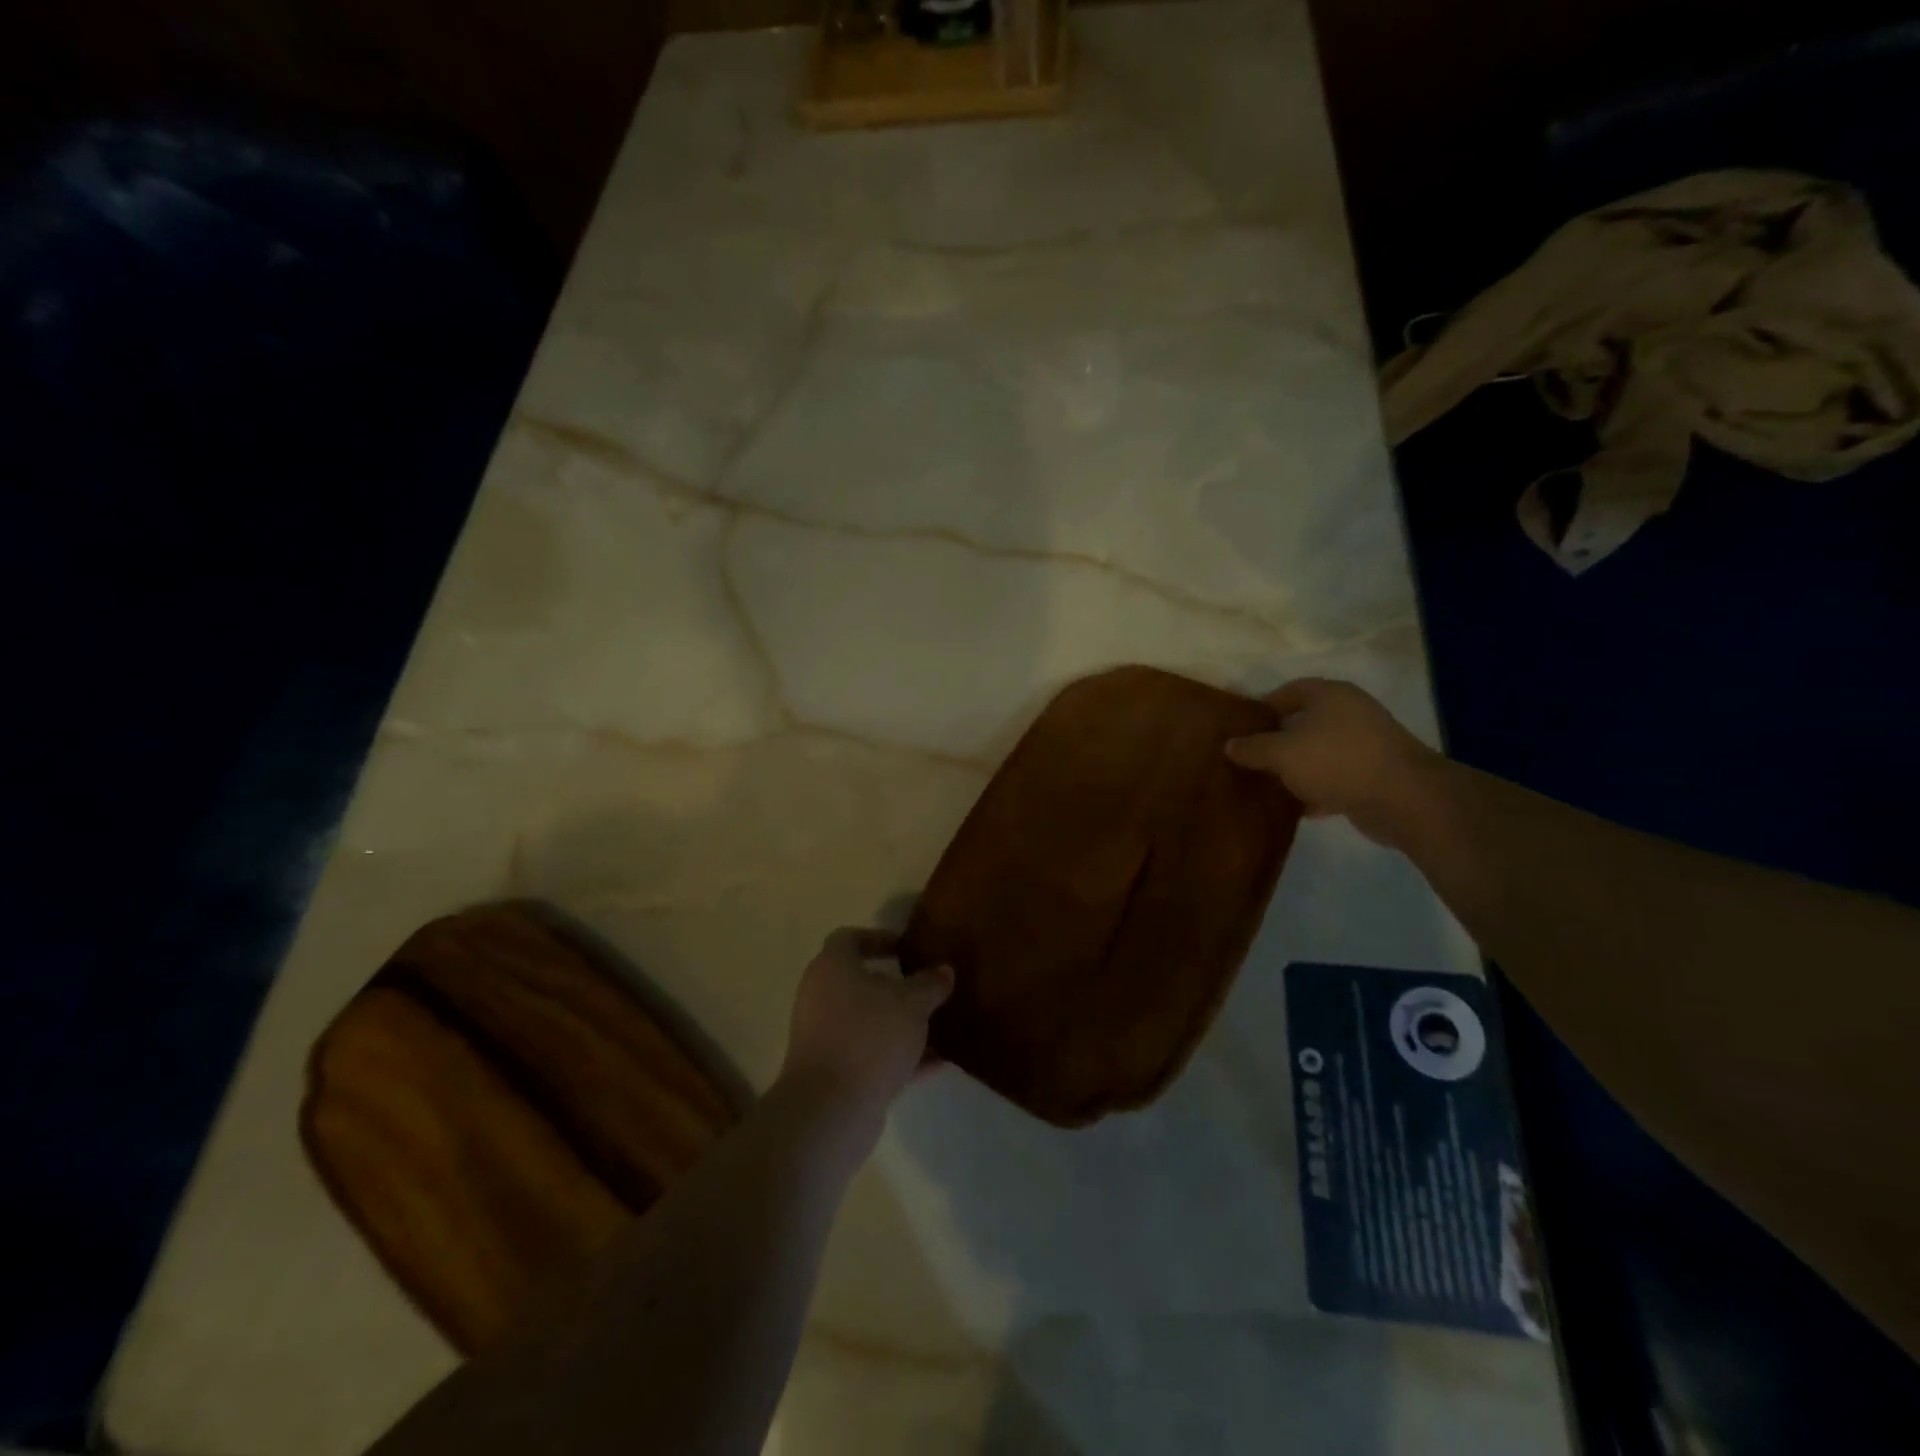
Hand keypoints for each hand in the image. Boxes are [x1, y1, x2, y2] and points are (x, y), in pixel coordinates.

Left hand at [774, 928, 953, 1157]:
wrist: (830, 1109)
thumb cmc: (869, 1036)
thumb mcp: (912, 1004)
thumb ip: (930, 985)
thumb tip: (944, 971)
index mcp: (832, 967)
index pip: (849, 939)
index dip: (878, 939)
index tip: (906, 948)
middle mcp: (821, 997)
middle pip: (858, 981)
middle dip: (893, 985)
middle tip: (925, 987)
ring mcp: (824, 1037)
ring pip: (866, 1021)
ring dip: (898, 1023)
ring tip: (937, 1025)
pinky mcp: (834, 1073)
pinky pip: (870, 1054)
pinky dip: (898, 1055)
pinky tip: (936, 1062)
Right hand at [1224, 678, 1443, 847]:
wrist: (1403, 799)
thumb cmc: (1336, 761)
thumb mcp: (1282, 753)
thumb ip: (1253, 748)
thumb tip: (1230, 745)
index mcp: (1331, 696)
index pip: (1291, 690)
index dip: (1265, 705)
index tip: (1242, 726)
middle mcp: (1351, 714)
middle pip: (1306, 722)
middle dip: (1279, 740)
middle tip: (1251, 756)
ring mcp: (1366, 745)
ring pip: (1320, 752)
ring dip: (1298, 767)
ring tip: (1269, 783)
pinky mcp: (1375, 775)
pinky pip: (1336, 778)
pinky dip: (1318, 790)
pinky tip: (1298, 807)